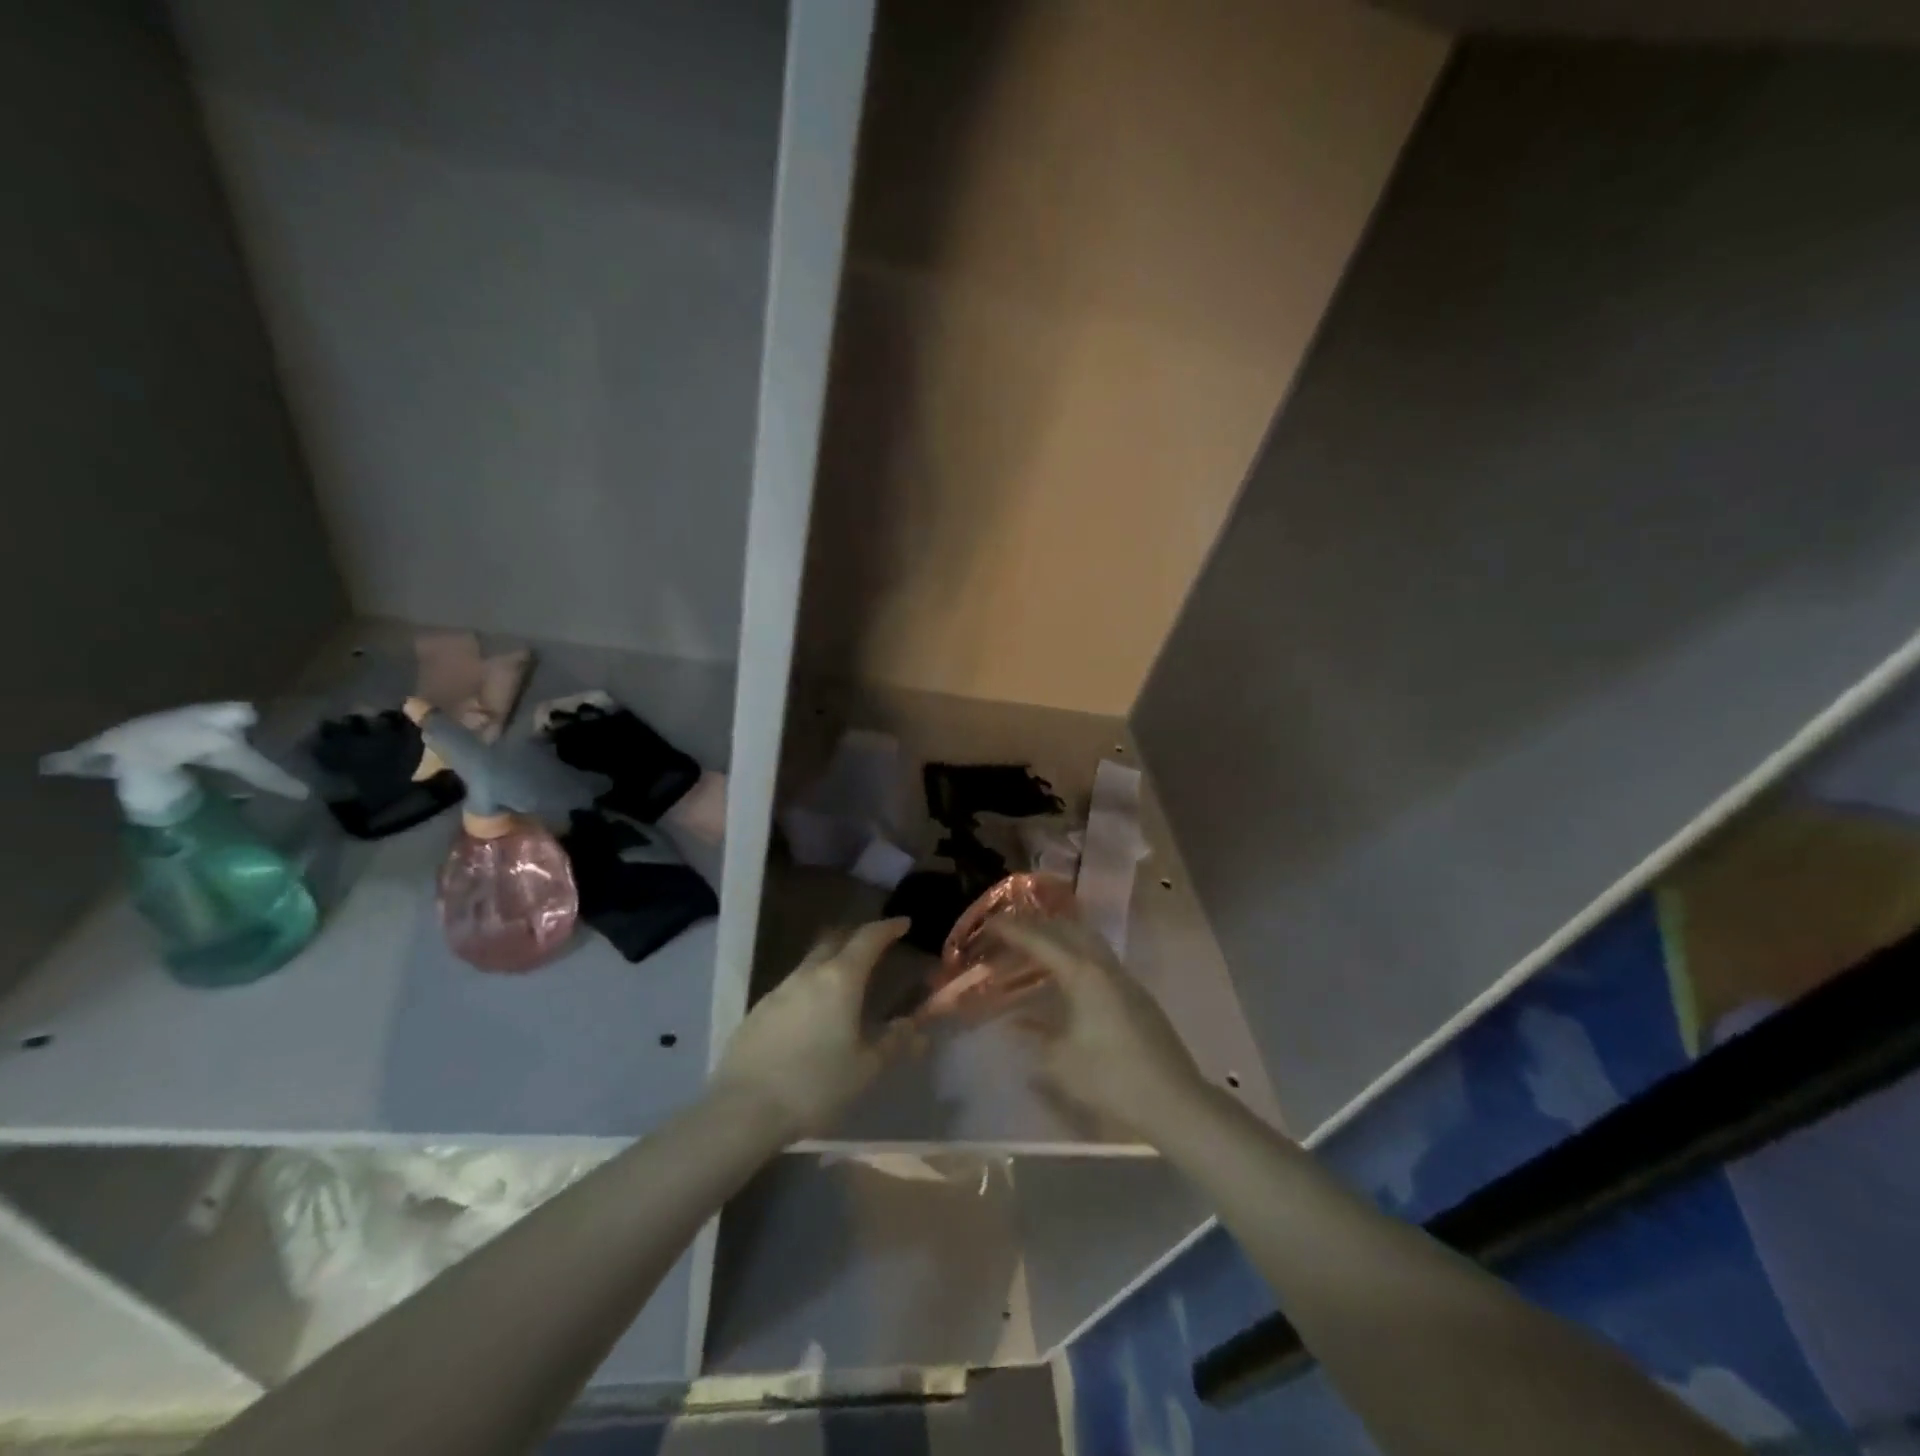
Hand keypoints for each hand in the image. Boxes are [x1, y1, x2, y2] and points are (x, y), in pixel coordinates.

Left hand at [712, 918, 911, 1141]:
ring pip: (810, 964)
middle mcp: (808, 974)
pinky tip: (812, 1016)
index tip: (902, 923)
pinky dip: (809, 989)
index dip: (887, 928)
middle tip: (874, 948)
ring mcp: (778, 990)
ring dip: (831, 964)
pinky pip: (791, 988)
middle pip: (835, 941)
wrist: (743, 1109)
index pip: (868, 938)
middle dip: (856, 938)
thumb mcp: (865, 1069)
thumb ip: (894, 1043)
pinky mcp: (757, 1011)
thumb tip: (915, 1027)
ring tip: (844, 985)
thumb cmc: (815, 1085)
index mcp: (840, 979)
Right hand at [989, 917, 1206, 1138]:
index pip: (1040, 940)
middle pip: (1068, 930)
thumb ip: (1035, 1035)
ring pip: (1088, 942)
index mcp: (1082, 974)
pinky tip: (1066, 981)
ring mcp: (1124, 979)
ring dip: (1060, 938)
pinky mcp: (1136, 996)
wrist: (1172, 1100)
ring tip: (1036, 948)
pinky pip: (1099, 961)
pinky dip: (1076, 957)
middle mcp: (1104, 966)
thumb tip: (1016, 1023)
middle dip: (1038, 925)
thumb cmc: (1109, 1078)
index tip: (989, 922)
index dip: (1012, 930)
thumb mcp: (1059, 1061)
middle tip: (1011, 931)